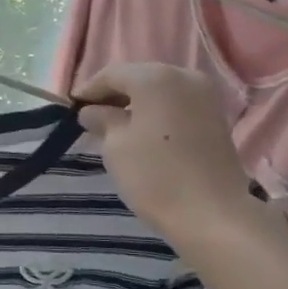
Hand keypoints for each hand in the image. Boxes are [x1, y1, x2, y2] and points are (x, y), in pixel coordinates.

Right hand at [76, 63, 261, 244]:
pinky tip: (144, 133)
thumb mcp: (115, 146)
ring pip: (160, 91)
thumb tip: (93, 111)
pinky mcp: (216, 118)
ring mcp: (205, 96)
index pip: (112, 74)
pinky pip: (177, 105)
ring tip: (116, 127)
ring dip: (137, 104)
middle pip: (139, 78)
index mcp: (155, 77)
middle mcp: (184, 76)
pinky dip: (158, 113)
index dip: (89, 90)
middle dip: (114, 95)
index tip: (71, 109)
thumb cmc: (155, 176)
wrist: (213, 214)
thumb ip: (102, 120)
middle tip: (92, 117)